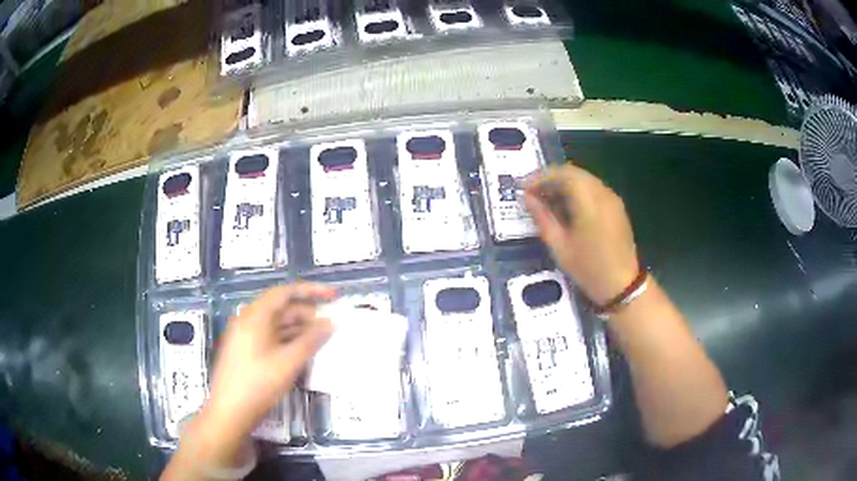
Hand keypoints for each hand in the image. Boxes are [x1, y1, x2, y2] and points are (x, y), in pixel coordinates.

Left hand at [205, 283, 335, 437]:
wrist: (230, 412)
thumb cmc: (258, 384)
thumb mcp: (288, 362)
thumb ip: (311, 340)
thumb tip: (330, 323)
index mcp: (255, 316)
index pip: (285, 292)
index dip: (311, 291)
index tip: (333, 296)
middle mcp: (248, 321)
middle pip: (281, 308)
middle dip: (308, 313)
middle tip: (332, 324)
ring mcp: (246, 337)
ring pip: (277, 325)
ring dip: (300, 329)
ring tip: (323, 338)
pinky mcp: (247, 351)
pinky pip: (271, 338)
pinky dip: (289, 340)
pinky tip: (304, 351)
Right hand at [525, 164, 639, 305]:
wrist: (622, 285)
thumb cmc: (589, 269)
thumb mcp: (560, 247)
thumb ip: (543, 218)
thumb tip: (527, 199)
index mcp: (589, 202)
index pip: (562, 174)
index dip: (541, 176)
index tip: (524, 187)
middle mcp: (602, 193)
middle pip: (573, 172)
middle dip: (551, 178)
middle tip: (532, 192)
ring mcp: (612, 198)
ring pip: (584, 179)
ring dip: (564, 183)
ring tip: (546, 199)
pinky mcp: (616, 206)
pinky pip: (593, 188)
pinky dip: (577, 190)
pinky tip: (566, 206)